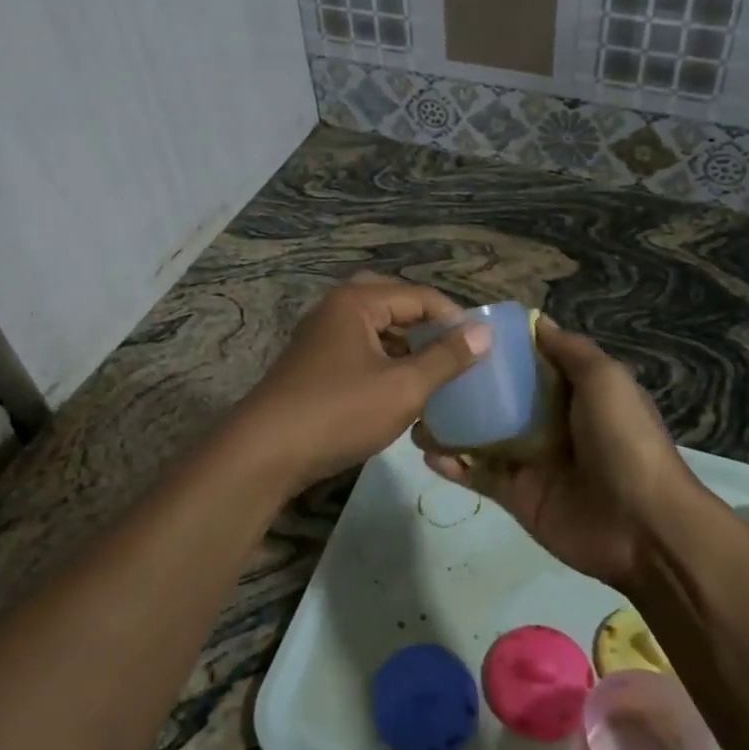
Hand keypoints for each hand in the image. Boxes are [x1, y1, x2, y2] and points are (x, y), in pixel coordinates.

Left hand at [234, 275, 492, 490]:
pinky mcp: (312, 366)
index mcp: (356, 302)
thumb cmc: (340, 412)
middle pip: (393, 304)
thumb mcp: (403, 387)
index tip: (482, 347)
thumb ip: (446, 357)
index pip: (419, 296)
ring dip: (405, 345)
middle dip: (426, 325)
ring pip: (374, 329)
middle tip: (454, 349)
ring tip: (435, 371)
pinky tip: (400, 390)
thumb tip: (484, 332)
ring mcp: (319, 338)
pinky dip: (383, 362)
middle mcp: (334, 310)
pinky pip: (358, 351)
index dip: (454, 318)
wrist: (264, 452)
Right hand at [415, 317, 705, 587]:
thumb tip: (537, 321)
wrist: (642, 525)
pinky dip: (451, 464)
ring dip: (449, 424)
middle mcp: (547, 421)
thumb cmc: (624, 440)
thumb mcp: (605, 380)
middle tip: (424, 370)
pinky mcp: (514, 494)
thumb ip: (570, 351)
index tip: (459, 331)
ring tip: (415, 411)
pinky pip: (476, 474)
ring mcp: (528, 459)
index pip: (529, 362)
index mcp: (572, 392)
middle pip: (499, 398)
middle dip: (465, 385)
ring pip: (480, 435)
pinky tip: (426, 451)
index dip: (499, 347)